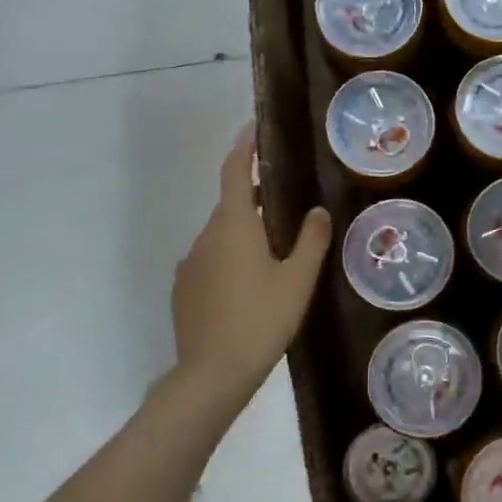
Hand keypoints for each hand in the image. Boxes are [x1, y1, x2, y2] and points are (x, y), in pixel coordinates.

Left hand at [172, 126, 331, 399]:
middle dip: (254, 198)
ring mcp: (190, 264)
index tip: (252, 129)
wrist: (212, 373)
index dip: (243, 148)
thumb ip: (311, 241)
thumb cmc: (261, 320)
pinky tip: (249, 286)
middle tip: (285, 202)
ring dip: (244, 234)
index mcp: (233, 226)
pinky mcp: (183, 290)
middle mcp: (205, 237)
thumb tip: (317, 211)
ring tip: (274, 251)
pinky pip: (209, 261)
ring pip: (220, 236)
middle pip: (229, 206)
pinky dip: (229, 260)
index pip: (234, 173)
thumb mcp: (297, 281)